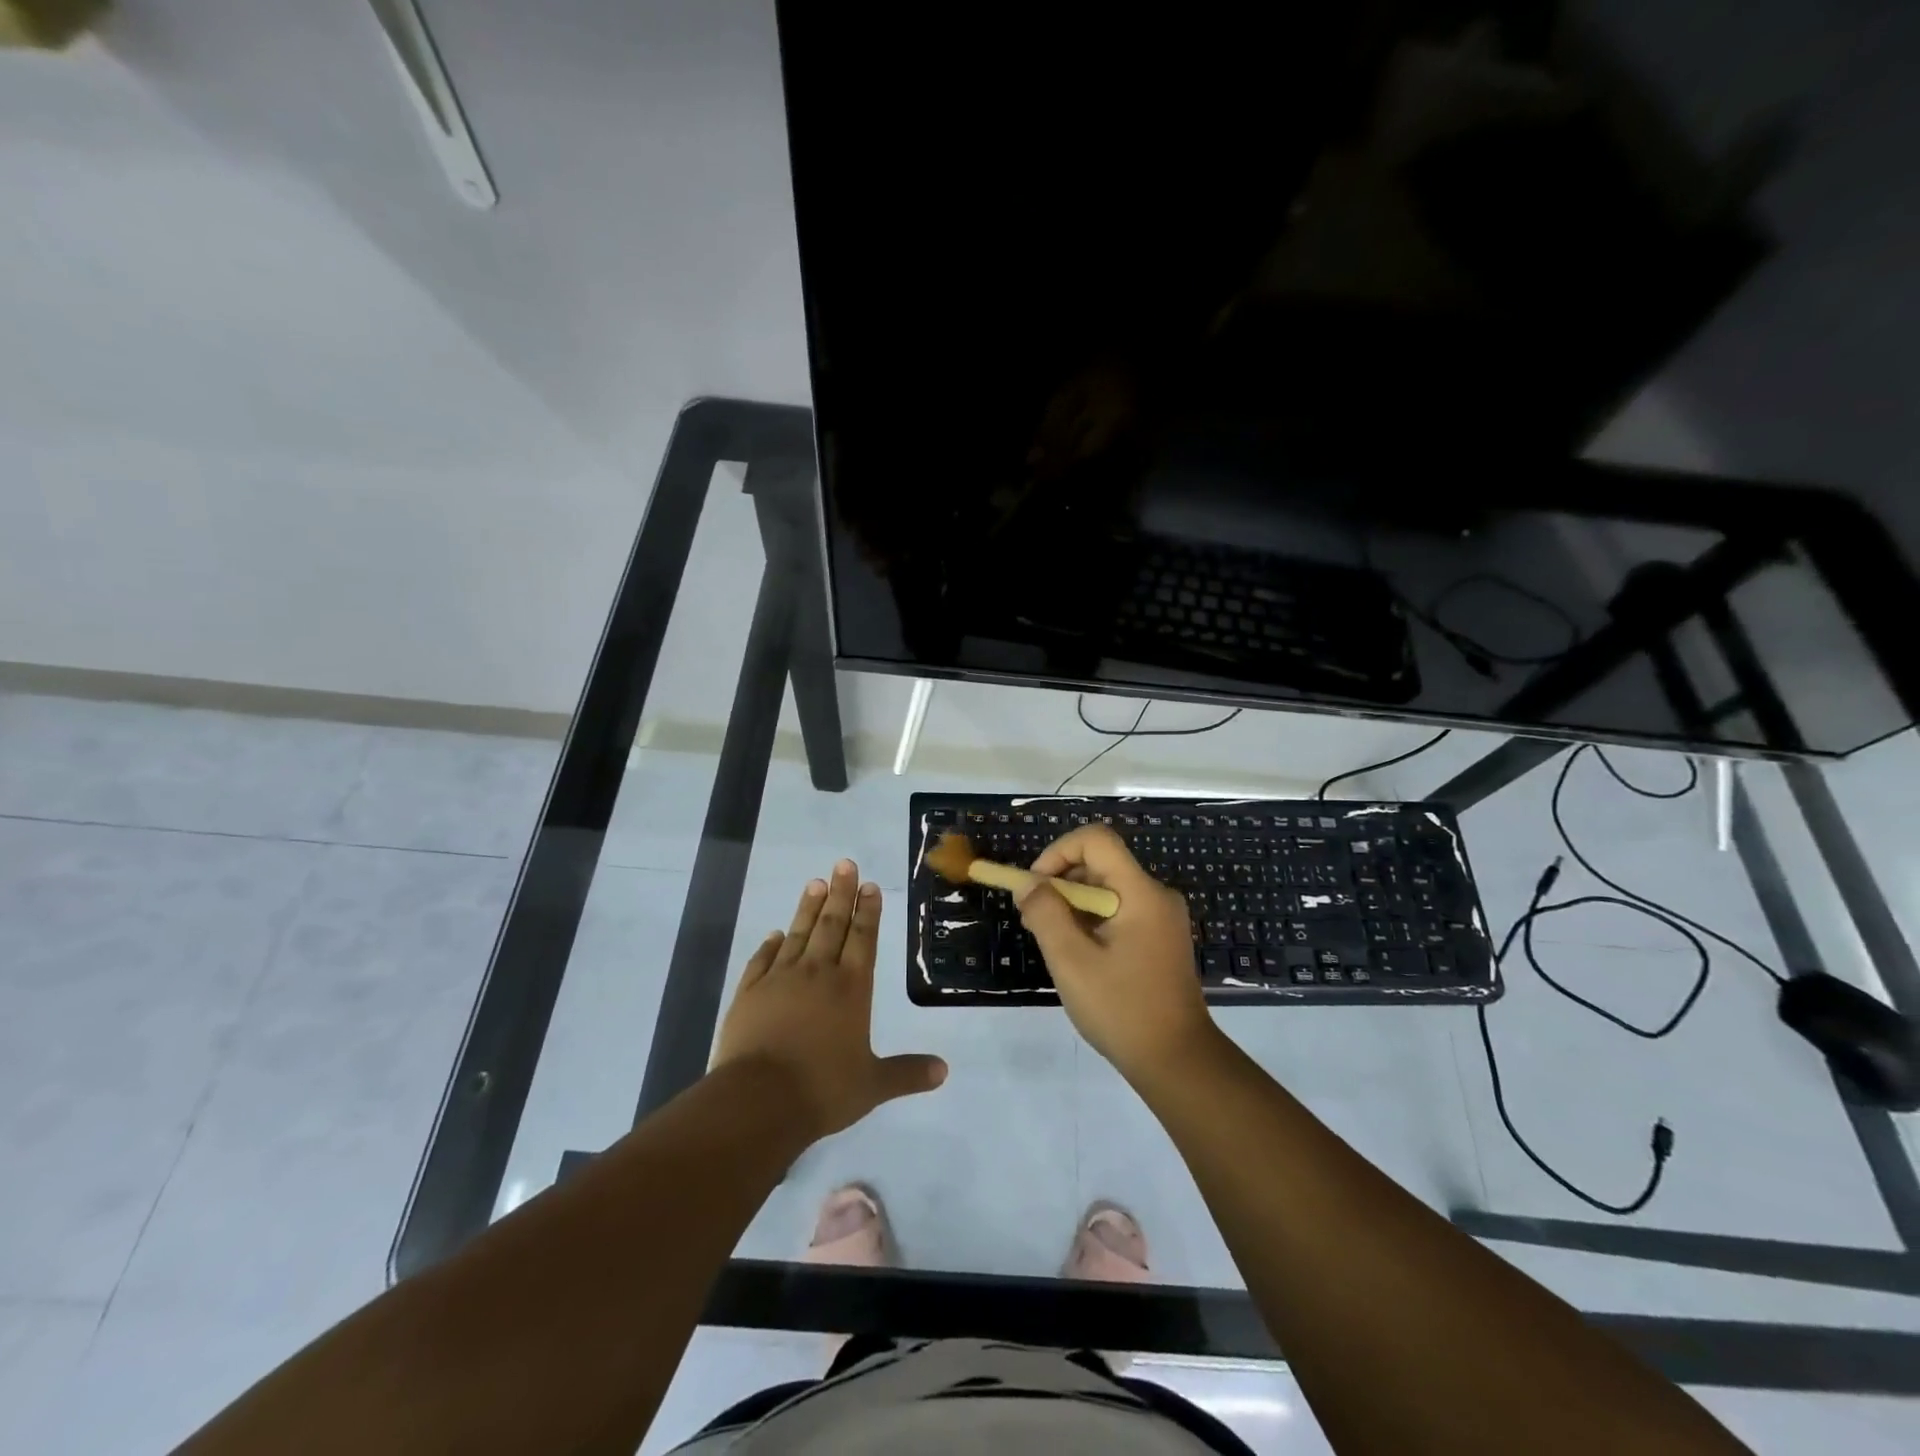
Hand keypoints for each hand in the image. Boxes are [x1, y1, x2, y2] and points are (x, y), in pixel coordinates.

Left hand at [715, 859, 947, 1138]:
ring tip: (815, 882)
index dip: (868, 912)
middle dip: (841, 894)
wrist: (757, 1101)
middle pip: (832, 925)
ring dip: (808, 908)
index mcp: (851, 989)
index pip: (863, 939)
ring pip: (798, 934)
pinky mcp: (749, 993)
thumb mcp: (872, 1085)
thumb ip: (907, 1073)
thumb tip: (944, 1070)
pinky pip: (762, 960)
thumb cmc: (822, 1090)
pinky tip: (775, 934)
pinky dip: (770, 945)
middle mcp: (817, 974)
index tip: (868, 885)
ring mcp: (780, 980)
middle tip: (844, 864)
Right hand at [1018, 825, 1219, 1081]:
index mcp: (1142, 893)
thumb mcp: (1072, 961)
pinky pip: (1118, 910)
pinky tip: (1074, 953)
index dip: (1058, 852)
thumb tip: (1027, 883)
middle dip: (1060, 881)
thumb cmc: (1122, 1010)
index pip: (1096, 840)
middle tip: (1033, 918)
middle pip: (1100, 863)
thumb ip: (1045, 914)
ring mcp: (1161, 918)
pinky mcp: (1159, 938)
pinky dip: (1090, 920)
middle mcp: (1156, 896)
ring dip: (1072, 903)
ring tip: (1049, 940)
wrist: (1177, 1062)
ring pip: (1106, 888)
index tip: (1034, 886)